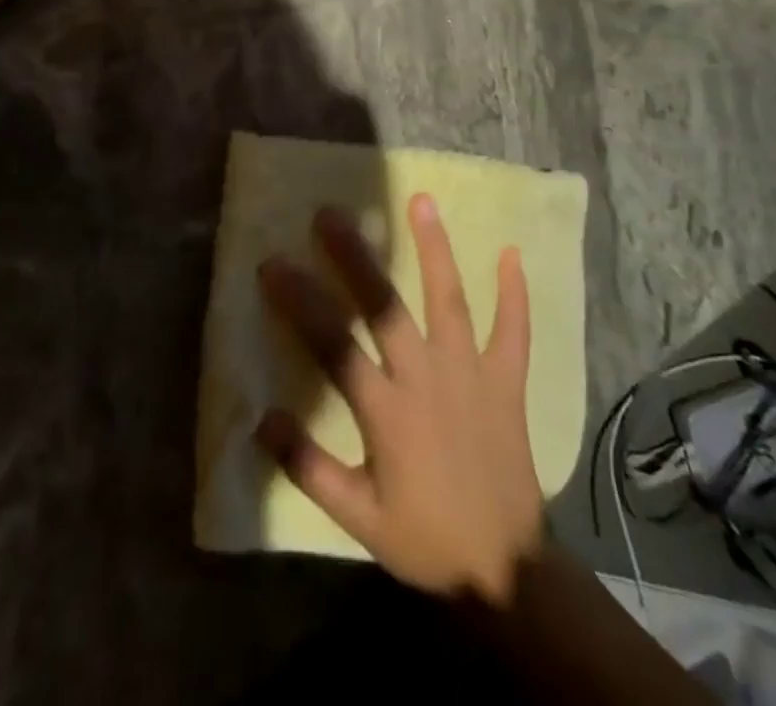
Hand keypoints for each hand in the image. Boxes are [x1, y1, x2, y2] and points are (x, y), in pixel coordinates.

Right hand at [257, 195, 543, 602]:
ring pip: (450, 301)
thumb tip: (261, 419)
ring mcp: (472, 375)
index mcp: (387, 412)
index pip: (333, 344)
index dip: (299, 302)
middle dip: (355, 257)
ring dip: (435, 249)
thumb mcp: (357, 517)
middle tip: (330, 213)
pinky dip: (514, 294)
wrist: (508, 575)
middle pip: (385, 306)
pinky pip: (514, 332)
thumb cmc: (425, 541)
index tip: (272, 263)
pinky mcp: (508, 383)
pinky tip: (511, 252)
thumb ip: (308, 467)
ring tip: (421, 201)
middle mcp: (427, 380)